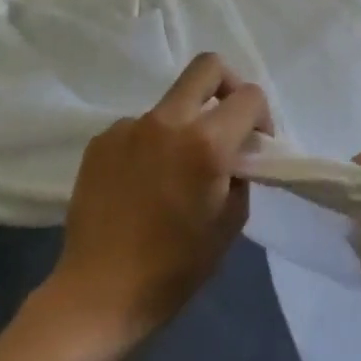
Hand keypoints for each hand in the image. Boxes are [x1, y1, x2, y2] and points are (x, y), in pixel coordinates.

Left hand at [41, 54, 269, 349]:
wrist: (98, 294)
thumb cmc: (175, 268)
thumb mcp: (230, 222)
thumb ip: (241, 174)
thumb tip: (236, 154)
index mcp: (206, 143)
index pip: (249, 96)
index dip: (262, 115)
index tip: (256, 143)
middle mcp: (167, 122)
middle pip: (207, 67)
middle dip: (228, 84)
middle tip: (227, 119)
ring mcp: (129, 127)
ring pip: (170, 103)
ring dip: (185, 123)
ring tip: (175, 169)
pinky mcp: (101, 141)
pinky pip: (139, 127)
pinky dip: (151, 144)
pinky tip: (143, 182)